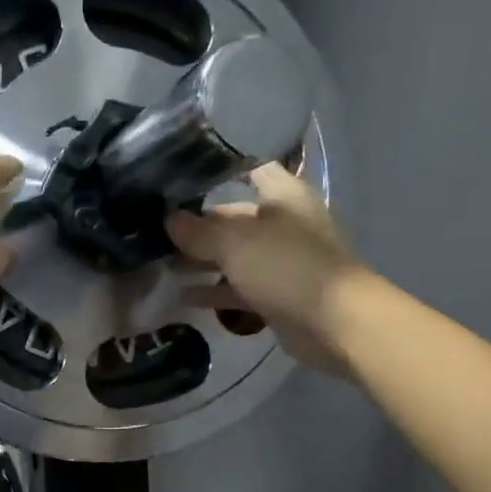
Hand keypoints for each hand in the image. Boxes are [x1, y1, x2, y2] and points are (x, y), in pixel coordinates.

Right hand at [167, 162, 371, 372]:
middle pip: (234, 216)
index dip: (217, 167)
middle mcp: (284, 223)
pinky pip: (238, 287)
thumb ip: (198, 231)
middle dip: (198, 223)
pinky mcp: (276, 294)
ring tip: (162, 263)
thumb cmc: (286, 266)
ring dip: (202, 260)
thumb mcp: (235, 242)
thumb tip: (168, 220)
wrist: (334, 323)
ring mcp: (281, 261)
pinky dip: (214, 290)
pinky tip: (183, 296)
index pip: (249, 168)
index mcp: (284, 195)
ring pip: (234, 255)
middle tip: (156, 229)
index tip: (179, 174)